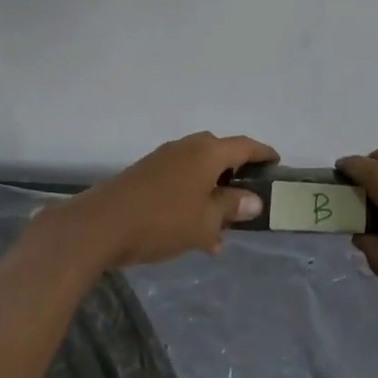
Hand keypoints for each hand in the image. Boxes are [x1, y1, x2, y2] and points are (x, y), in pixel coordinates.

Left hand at [52, 131, 276, 270]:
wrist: (100, 226)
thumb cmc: (161, 221)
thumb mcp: (205, 220)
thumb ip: (231, 207)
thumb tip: (253, 199)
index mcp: (207, 152)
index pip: (244, 146)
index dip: (263, 153)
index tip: (277, 162)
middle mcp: (186, 148)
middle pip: (220, 154)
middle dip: (236, 174)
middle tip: (249, 196)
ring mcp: (163, 159)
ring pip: (199, 171)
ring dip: (213, 193)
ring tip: (223, 227)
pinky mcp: (145, 175)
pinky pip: (180, 181)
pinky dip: (193, 199)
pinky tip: (194, 232)